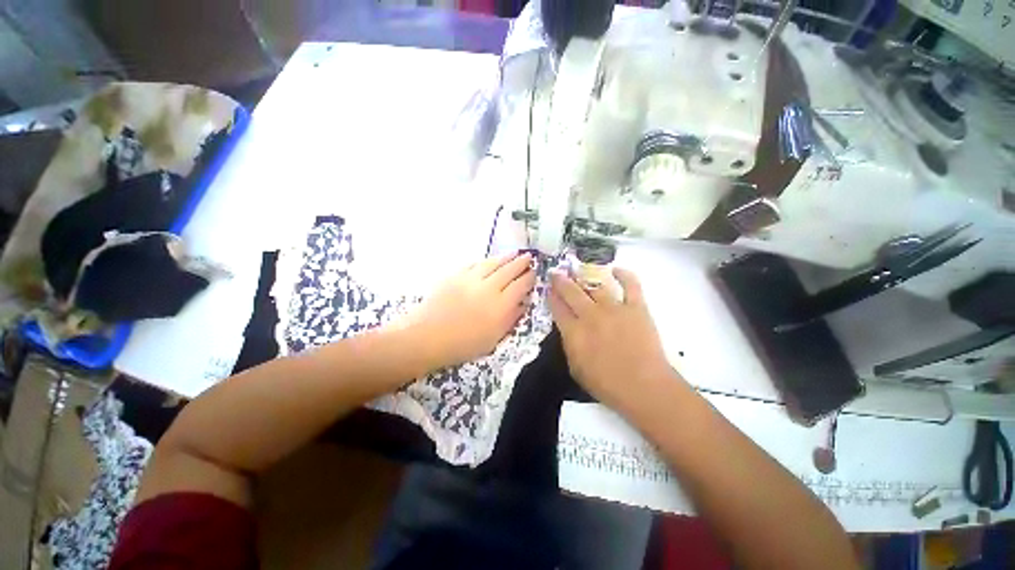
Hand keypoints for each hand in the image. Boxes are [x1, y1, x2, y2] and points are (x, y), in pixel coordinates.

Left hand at [402, 252, 534, 369]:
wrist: (427, 336)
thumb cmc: (462, 345)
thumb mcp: (493, 339)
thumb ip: (511, 319)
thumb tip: (523, 303)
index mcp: (500, 306)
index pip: (520, 286)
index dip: (529, 278)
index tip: (534, 272)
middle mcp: (489, 288)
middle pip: (509, 270)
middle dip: (521, 262)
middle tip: (529, 257)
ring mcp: (471, 279)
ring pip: (493, 263)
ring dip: (505, 257)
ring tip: (514, 253)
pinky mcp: (456, 275)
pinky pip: (474, 264)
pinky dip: (485, 261)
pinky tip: (489, 260)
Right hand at [549, 268, 676, 410]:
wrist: (644, 387)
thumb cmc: (606, 384)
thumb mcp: (576, 368)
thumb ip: (569, 345)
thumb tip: (568, 330)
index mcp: (574, 332)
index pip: (557, 308)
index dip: (551, 297)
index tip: (548, 290)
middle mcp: (590, 315)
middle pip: (571, 292)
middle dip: (561, 281)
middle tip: (556, 273)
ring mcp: (614, 308)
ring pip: (596, 286)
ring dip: (585, 278)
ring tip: (579, 272)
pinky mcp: (635, 307)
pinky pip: (630, 285)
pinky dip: (624, 275)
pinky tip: (616, 270)